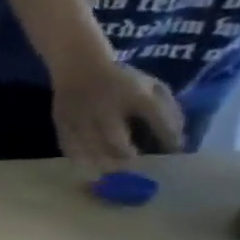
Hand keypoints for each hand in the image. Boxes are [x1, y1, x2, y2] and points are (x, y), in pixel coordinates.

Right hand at [49, 54, 182, 178]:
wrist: (80, 66)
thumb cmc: (121, 78)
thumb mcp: (152, 86)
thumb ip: (166, 109)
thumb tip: (176, 137)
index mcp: (137, 96)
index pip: (158, 121)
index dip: (169, 139)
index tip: (176, 153)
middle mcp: (107, 109)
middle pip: (117, 142)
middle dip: (127, 157)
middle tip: (134, 167)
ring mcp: (81, 117)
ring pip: (91, 149)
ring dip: (103, 163)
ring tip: (112, 173)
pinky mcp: (63, 123)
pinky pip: (70, 147)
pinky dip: (80, 159)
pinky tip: (88, 166)